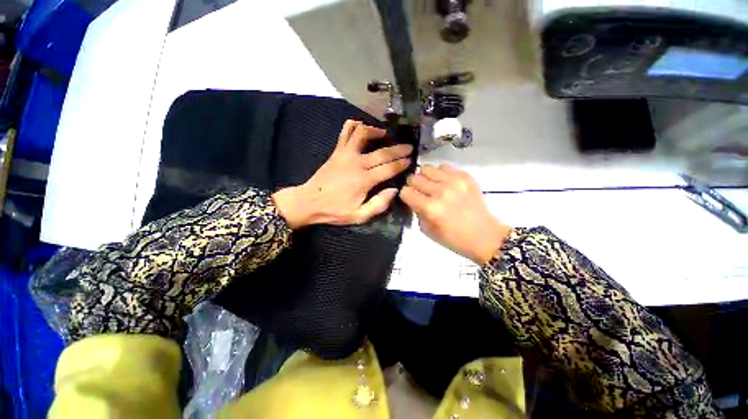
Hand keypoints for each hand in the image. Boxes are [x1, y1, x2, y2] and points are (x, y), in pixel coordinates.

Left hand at [272, 120, 412, 228]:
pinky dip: (355, 125)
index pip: (389, 168)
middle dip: (398, 149)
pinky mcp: (337, 151)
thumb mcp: (359, 216)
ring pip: (363, 134)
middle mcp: (357, 163)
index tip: (411, 160)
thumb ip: (379, 204)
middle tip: (408, 147)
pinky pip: (345, 132)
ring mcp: (345, 154)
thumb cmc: (335, 211)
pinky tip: (362, 128)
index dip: (401, 163)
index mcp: (364, 180)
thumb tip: (394, 190)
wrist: (309, 202)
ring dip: (376, 131)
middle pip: (382, 152)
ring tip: (385, 134)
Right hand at [400, 165, 511, 263]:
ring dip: (425, 177)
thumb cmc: (454, 239)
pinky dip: (440, 174)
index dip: (405, 196)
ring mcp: (454, 182)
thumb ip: (417, 212)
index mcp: (430, 208)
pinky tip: (444, 183)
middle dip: (413, 185)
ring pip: (427, 168)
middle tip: (420, 193)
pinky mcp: (465, 177)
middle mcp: (440, 191)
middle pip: (415, 177)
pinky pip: (444, 167)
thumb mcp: (428, 230)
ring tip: (432, 186)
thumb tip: (412, 199)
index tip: (410, 199)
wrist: (485, 236)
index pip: (406, 191)